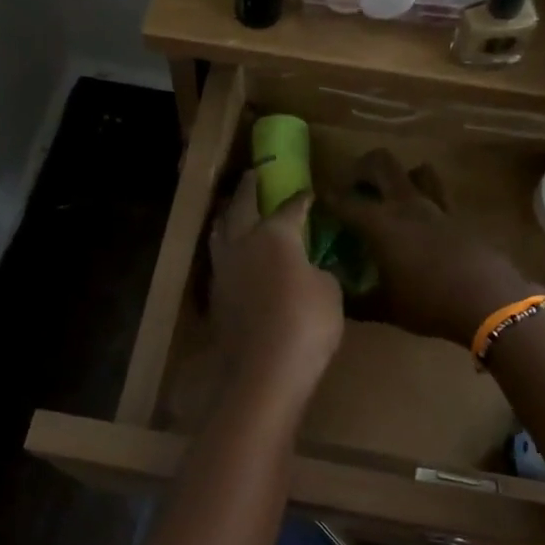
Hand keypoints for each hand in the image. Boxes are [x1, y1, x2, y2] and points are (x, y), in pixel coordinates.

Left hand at [208, 171, 344, 408]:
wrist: (264, 371)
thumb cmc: (307, 323)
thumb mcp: (330, 292)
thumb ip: (319, 271)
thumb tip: (311, 268)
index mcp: (274, 234)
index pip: (289, 207)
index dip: (301, 198)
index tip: (308, 192)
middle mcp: (242, 243)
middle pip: (241, 205)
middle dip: (248, 188)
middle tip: (253, 174)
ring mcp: (223, 269)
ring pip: (220, 230)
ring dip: (228, 214)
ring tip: (233, 206)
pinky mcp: (215, 295)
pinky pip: (219, 259)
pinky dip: (226, 247)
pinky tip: (233, 253)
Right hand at [340, 149, 536, 348]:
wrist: (489, 301)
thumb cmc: (429, 304)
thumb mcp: (385, 308)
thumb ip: (355, 301)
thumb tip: (333, 298)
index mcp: (380, 223)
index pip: (343, 200)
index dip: (326, 198)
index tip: (315, 201)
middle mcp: (405, 204)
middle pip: (380, 162)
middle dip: (360, 168)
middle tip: (352, 187)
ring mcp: (436, 207)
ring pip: (416, 171)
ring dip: (399, 177)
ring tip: (389, 197)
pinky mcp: (459, 217)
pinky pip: (438, 195)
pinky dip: (424, 199)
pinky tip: (420, 223)